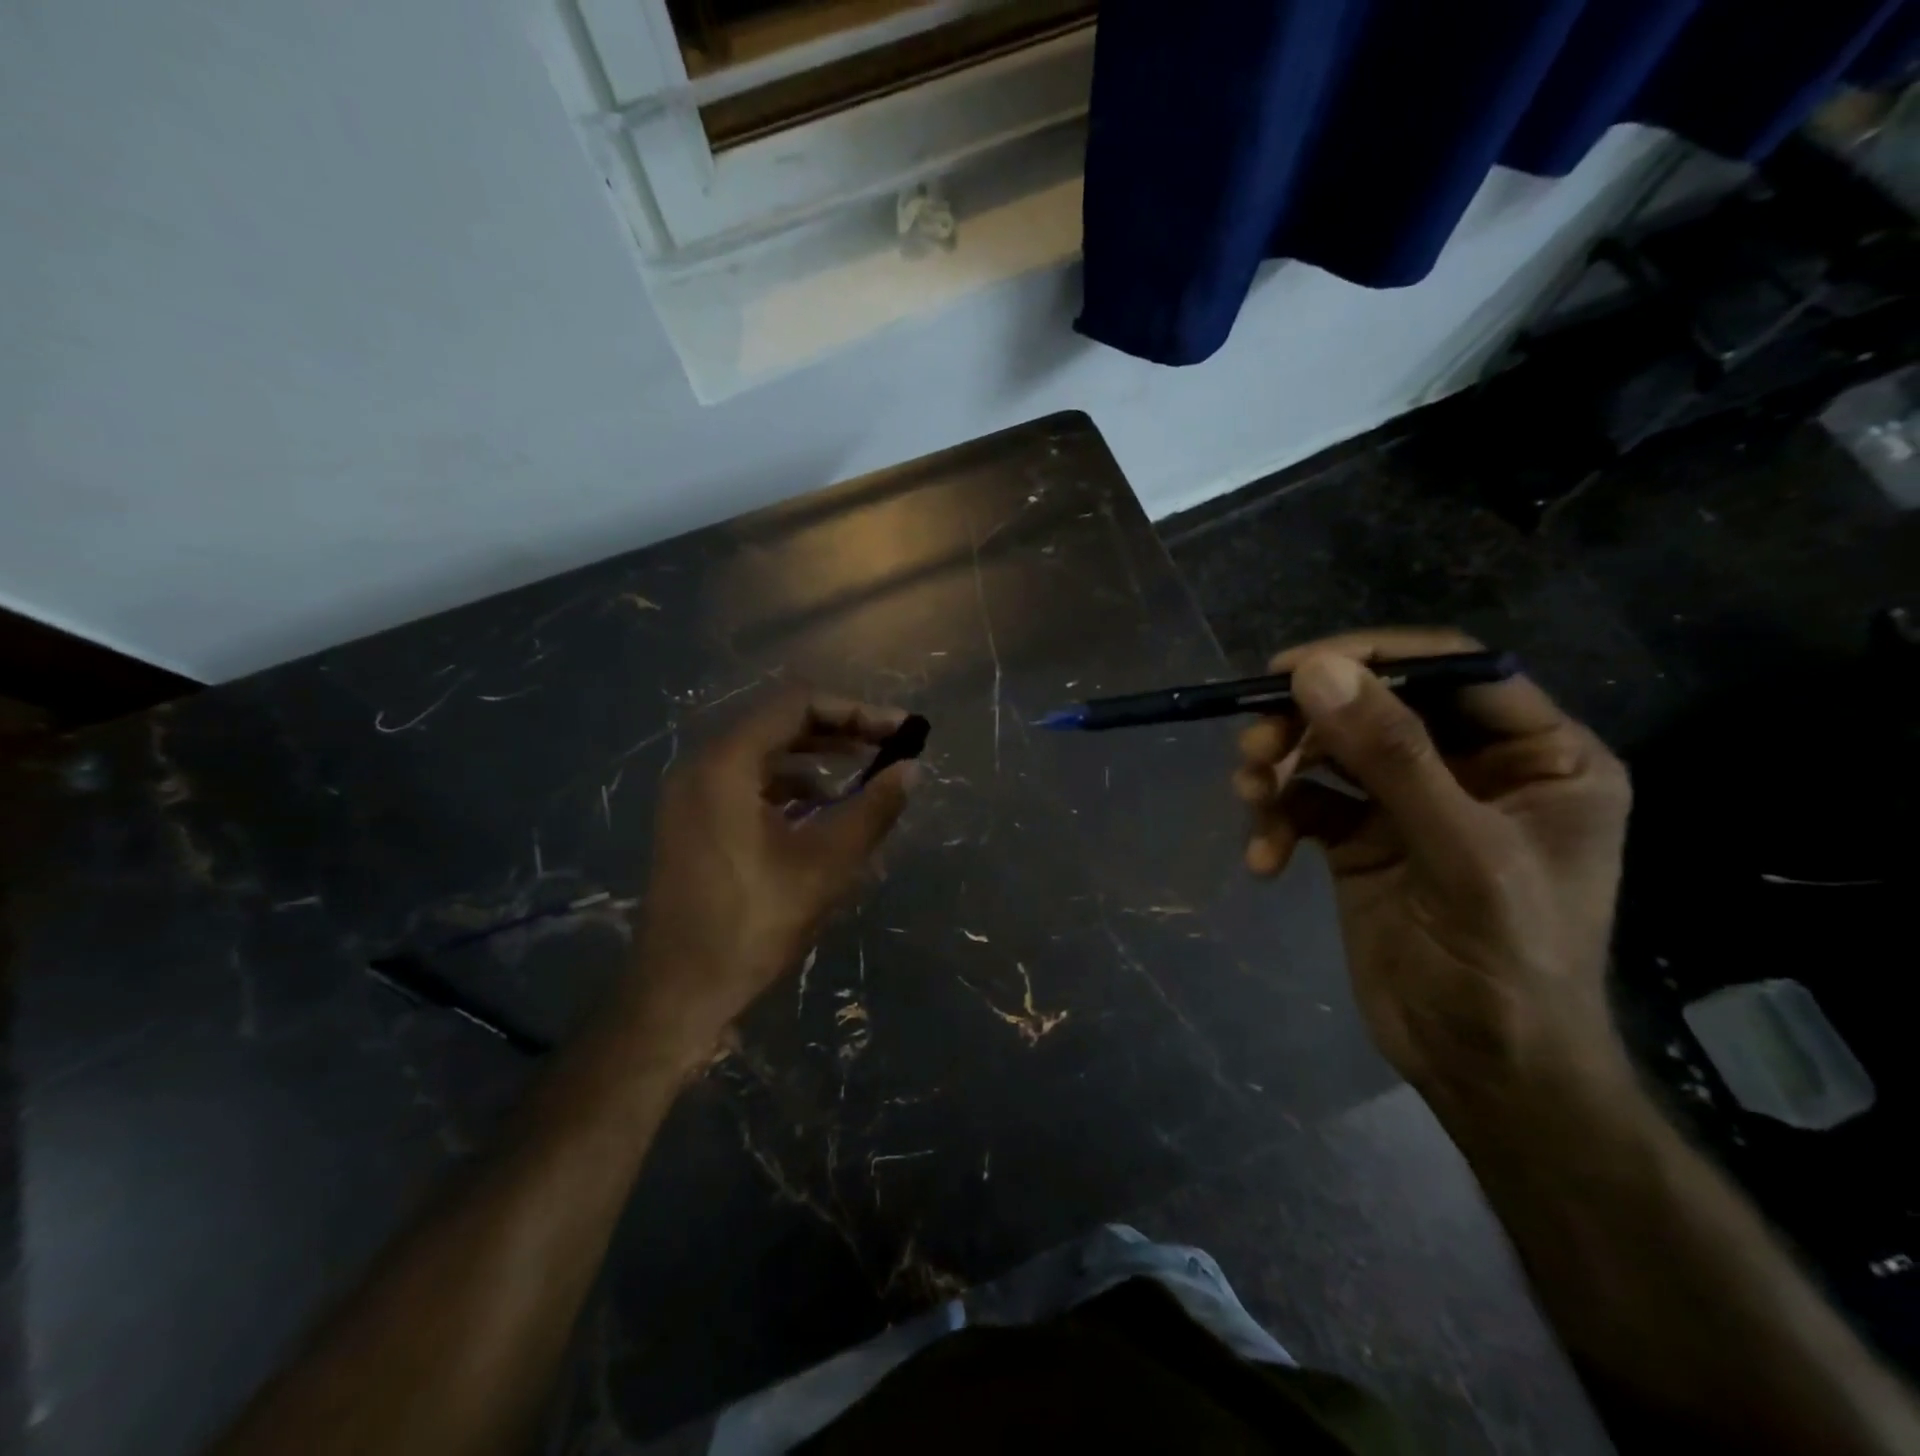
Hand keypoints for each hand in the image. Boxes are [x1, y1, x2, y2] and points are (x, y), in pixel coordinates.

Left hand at [632, 687, 917, 1058]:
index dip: (856, 711)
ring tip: (863, 779)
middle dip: (839, 732)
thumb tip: (912, 770)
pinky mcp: (692, 821)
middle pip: (779, 724)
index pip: (798, 705)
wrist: (678, 993)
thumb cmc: (752, 923)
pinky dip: (789, 786)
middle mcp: (701, 766)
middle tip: (888, 749)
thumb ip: (873, 808)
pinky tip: (821, 812)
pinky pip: (747, 783)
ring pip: (764, 754)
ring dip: (816, 760)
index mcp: (725, 763)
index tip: (900, 731)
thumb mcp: (826, 864)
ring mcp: (691, 795)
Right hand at [1234, 629, 1632, 1109]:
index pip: (1453, 670)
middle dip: (1309, 723)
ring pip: (1331, 751)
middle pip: (1378, 706)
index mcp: (1539, 755)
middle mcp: (1474, 767)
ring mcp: (1411, 803)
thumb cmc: (1506, 965)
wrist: (1481, 1071)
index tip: (1291, 669)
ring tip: (1250, 798)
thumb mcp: (1459, 853)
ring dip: (1281, 769)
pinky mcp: (1362, 839)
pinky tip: (1263, 860)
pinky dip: (1277, 821)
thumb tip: (1314, 670)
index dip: (1373, 658)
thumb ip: (1392, 757)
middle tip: (1253, 746)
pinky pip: (1307, 803)